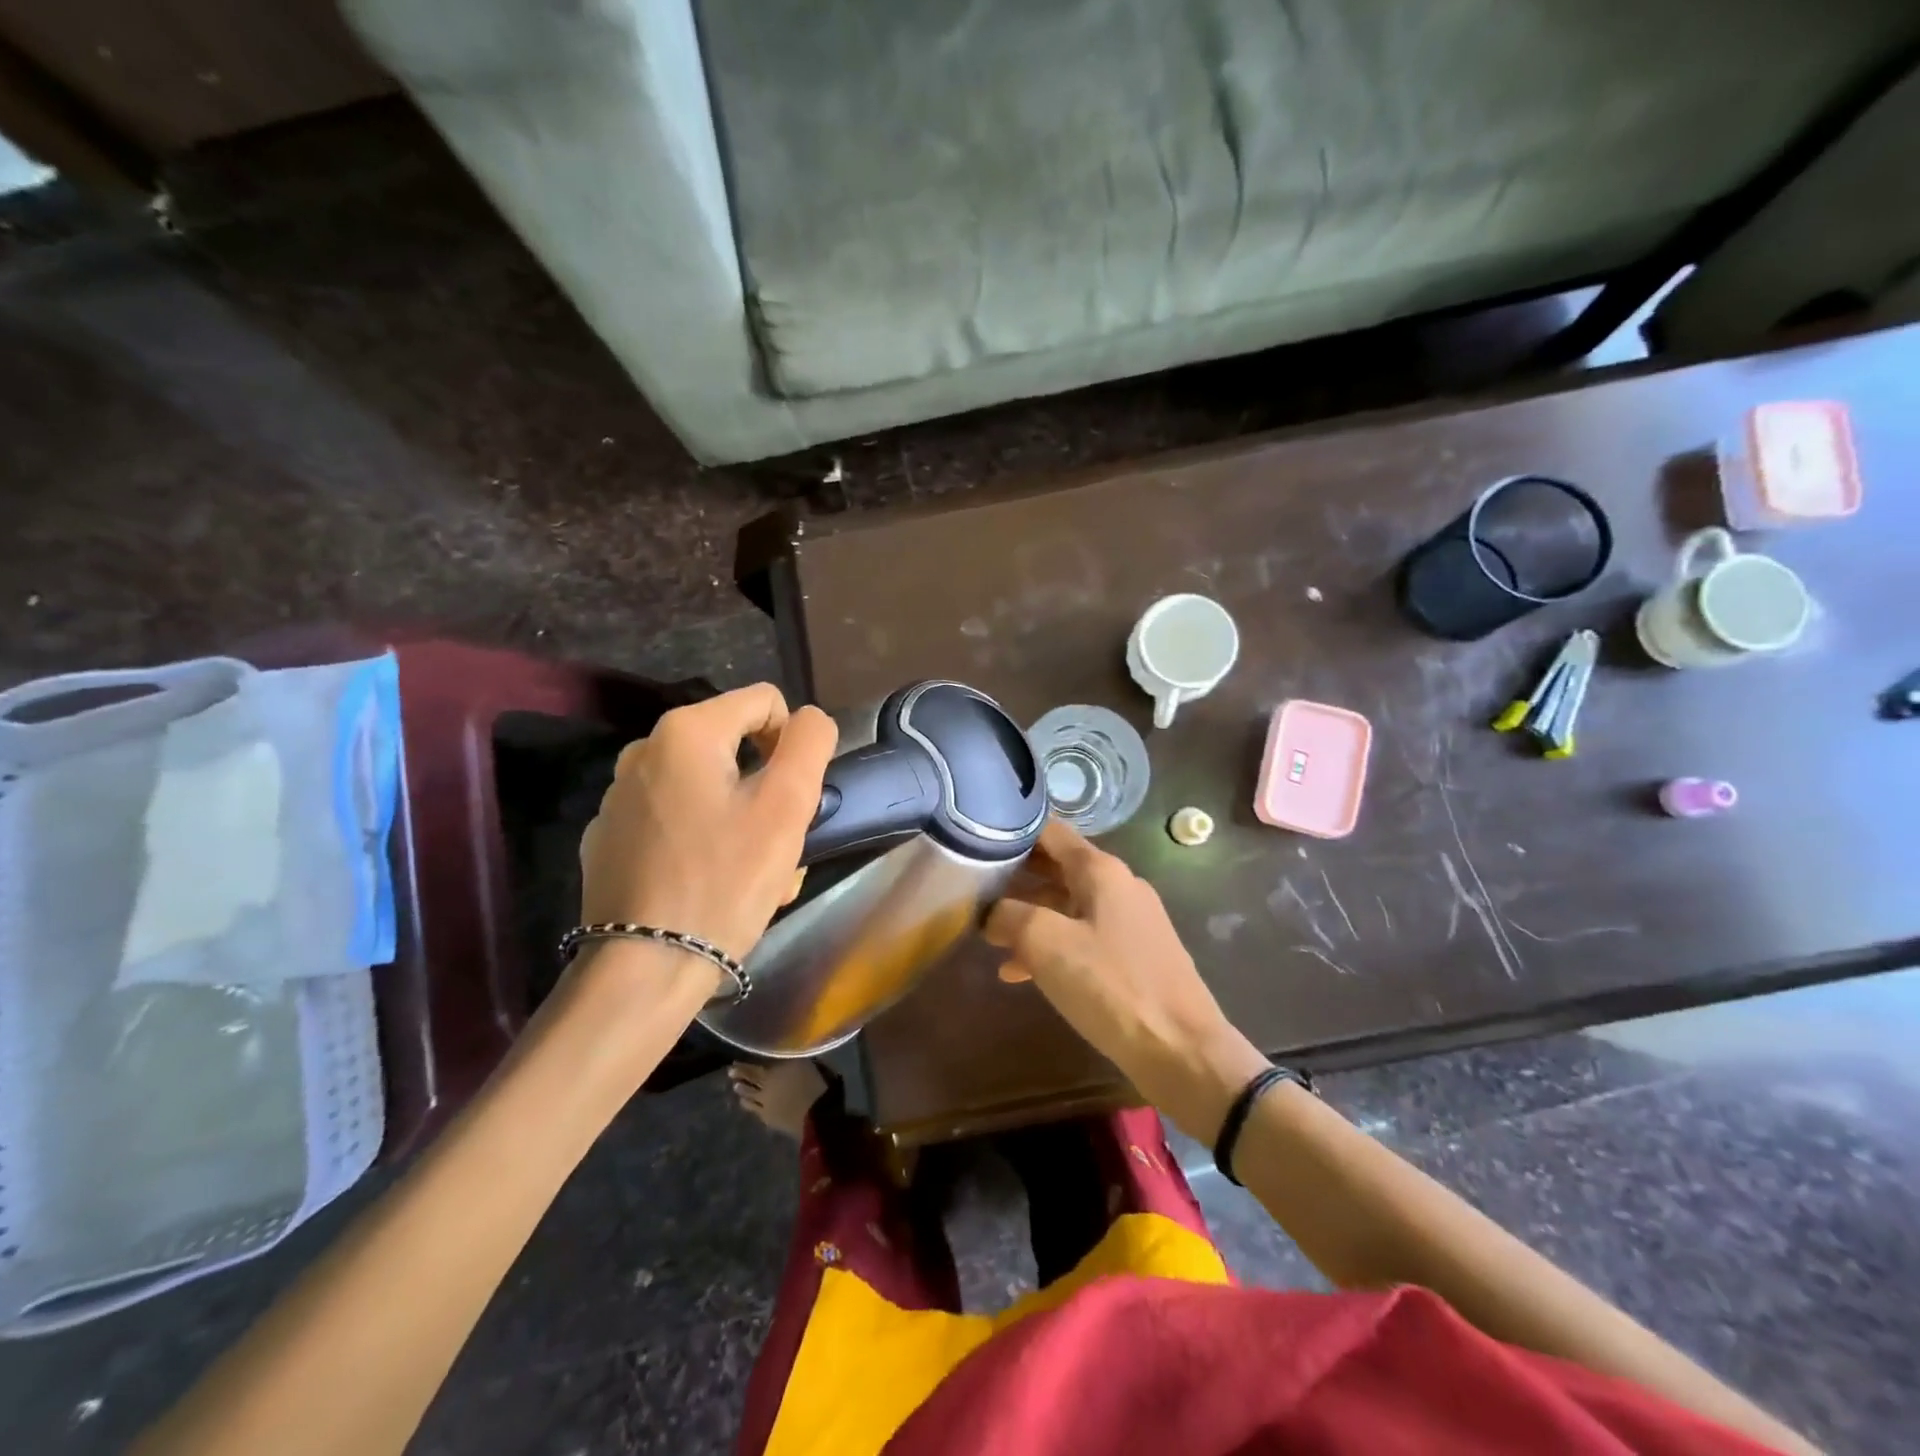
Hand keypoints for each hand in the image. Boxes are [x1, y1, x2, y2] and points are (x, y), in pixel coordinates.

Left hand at [578, 685, 837, 967]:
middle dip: (766, 788)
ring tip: (752, 873)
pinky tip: (710, 885)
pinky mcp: (608, 839)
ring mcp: (619, 798)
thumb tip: (808, 720)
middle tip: (777, 844)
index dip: (793, 742)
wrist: (645, 970)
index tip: (793, 798)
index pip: (766, 701)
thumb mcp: (788, 805)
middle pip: (735, 748)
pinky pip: (675, 820)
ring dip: (741, 819)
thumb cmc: (725, 880)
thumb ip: (810, 742)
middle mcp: (642, 751)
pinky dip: (702, 840)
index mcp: (685, 732)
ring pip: (707, 788)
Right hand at [985, 820, 1267, 1138]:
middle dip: (1014, 877)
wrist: (1182, 1050)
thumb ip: (1009, 916)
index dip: (1011, 831)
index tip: (976, 842)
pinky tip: (1018, 972)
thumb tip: (991, 912)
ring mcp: (1129, 921)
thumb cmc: (1112, 986)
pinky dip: (1051, 946)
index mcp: (1101, 870)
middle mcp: (1118, 885)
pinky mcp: (1133, 955)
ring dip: (1028, 916)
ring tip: (988, 936)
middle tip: (972, 889)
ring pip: (1066, 905)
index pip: (1049, 831)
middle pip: (1056, 866)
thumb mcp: (1046, 944)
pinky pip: (1082, 937)